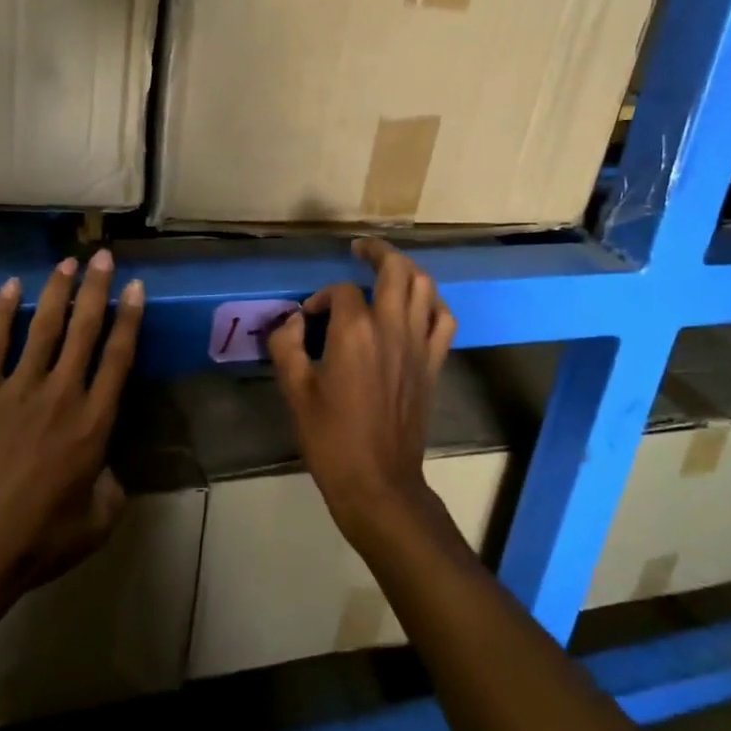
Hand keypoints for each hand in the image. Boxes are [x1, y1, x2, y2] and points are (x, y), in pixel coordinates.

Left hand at [0, 250, 144, 617]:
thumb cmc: (37, 541)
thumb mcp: (96, 524)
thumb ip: (112, 490)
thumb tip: (108, 470)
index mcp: (95, 423)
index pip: (119, 357)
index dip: (130, 318)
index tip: (136, 287)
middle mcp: (63, 394)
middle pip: (85, 330)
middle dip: (97, 289)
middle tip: (105, 256)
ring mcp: (19, 389)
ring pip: (44, 328)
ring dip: (57, 292)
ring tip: (67, 262)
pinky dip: (2, 313)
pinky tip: (11, 287)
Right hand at [266, 239, 456, 547]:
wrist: (378, 481)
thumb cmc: (331, 438)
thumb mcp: (295, 391)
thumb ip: (286, 345)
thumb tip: (292, 320)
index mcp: (355, 332)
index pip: (341, 292)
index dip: (322, 298)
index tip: (307, 318)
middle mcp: (392, 328)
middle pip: (395, 270)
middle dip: (376, 252)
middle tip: (359, 249)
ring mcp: (419, 344)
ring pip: (424, 287)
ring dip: (406, 270)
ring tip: (388, 269)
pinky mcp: (434, 363)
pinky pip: (443, 319)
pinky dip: (432, 303)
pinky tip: (418, 306)